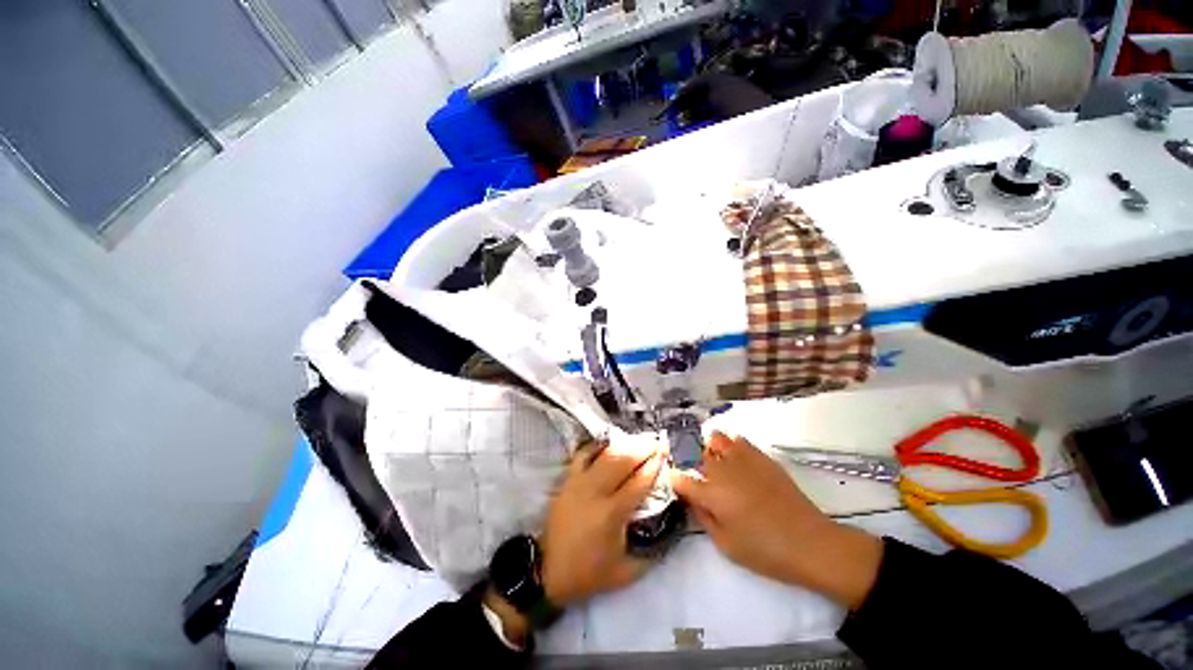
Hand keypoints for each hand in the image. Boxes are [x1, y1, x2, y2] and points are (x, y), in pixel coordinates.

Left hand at [540, 440, 665, 605]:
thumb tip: (673, 529)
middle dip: (643, 447)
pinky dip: (598, 446)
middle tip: (657, 441)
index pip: (639, 481)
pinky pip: (583, 454)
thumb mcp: (627, 572)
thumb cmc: (589, 573)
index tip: (665, 453)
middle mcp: (595, 492)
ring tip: (640, 439)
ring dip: (625, 444)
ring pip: (605, 453)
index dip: (654, 465)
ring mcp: (579, 482)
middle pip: (622, 460)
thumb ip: (654, 552)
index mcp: (612, 514)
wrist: (547, 571)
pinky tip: (610, 443)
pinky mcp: (567, 479)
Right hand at [670, 432, 883, 608]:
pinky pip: (739, 440)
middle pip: (696, 453)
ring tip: (714, 457)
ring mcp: (743, 460)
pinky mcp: (761, 457)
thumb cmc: (765, 551)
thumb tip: (691, 499)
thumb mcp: (726, 544)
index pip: (681, 479)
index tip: (675, 482)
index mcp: (711, 494)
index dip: (675, 479)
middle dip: (689, 459)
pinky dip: (732, 444)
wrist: (810, 543)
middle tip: (695, 470)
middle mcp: (722, 471)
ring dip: (710, 446)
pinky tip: (735, 454)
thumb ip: (703, 517)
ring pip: (717, 439)